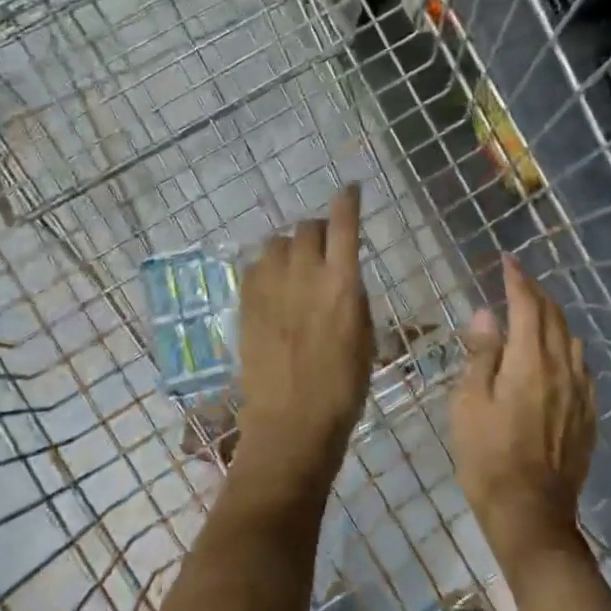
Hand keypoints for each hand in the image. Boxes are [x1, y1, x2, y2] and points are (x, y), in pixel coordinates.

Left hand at [233, 185, 374, 498]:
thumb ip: (351, 296)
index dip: (347, 201)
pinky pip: (254, 266)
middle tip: (323, 244)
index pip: (343, 224)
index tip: (351, 189)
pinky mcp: (246, 303)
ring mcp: (270, 287)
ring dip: (289, 246)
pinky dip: (267, 266)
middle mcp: (304, 274)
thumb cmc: (343, 386)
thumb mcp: (364, 336)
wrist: (292, 421)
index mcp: (341, 283)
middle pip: (307, 228)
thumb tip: (342, 276)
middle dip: (318, 229)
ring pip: (276, 242)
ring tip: (295, 264)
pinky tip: (273, 284)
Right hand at [452, 254, 595, 568]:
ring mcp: (580, 393)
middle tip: (517, 279)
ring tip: (535, 311)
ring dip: (552, 317)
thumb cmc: (488, 458)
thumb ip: (482, 355)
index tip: (506, 260)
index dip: (517, 279)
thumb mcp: (469, 404)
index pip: (526, 305)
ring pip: (571, 339)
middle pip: (553, 317)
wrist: (531, 515)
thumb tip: (486, 315)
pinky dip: (567, 348)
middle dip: (535, 292)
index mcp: (530, 362)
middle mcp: (562, 369)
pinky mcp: (588, 415)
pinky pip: (581, 367)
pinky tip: (558, 355)